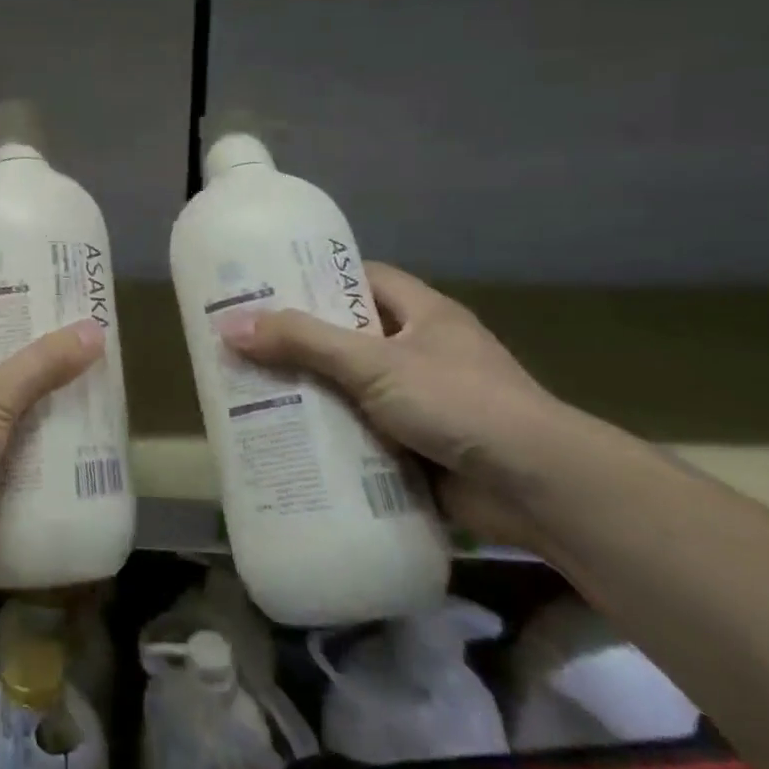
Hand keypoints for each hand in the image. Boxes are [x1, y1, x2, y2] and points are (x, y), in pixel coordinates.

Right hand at [220, 263, 572, 546]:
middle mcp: (421, 351)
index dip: (315, 280)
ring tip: (248, 394)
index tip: (265, 288)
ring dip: (309, 394)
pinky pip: (359, 432)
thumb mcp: (374, 363)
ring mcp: (419, 401)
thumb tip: (229, 327)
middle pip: (347, 337)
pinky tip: (285, 441)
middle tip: (242, 347)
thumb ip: (303, 343)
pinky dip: (329, 436)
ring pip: (349, 388)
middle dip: (298, 344)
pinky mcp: (416, 446)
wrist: (539, 489)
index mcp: (422, 314)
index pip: (361, 279)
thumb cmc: (460, 403)